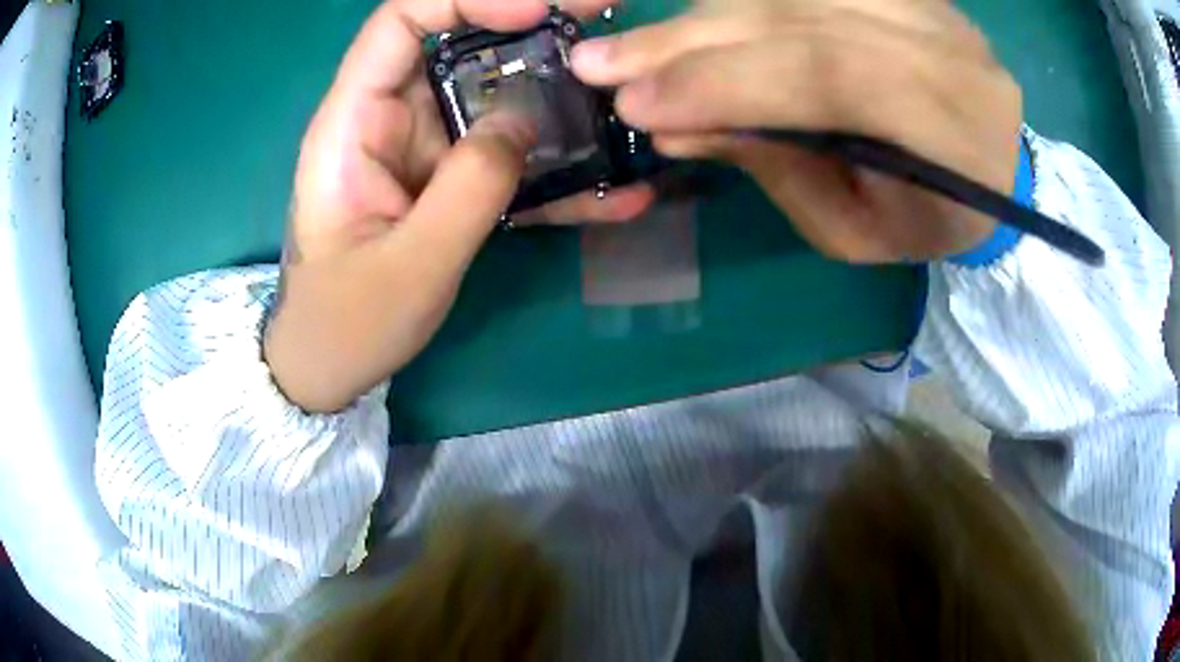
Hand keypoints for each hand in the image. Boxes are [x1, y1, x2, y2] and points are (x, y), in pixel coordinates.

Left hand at [265, 0, 653, 412]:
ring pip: (494, 99)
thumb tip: (525, 122)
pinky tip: (614, 194)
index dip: (468, 0)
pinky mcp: (446, 180)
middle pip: (460, 45)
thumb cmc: (347, 323)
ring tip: (623, 111)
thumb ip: (470, 187)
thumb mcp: (411, 263)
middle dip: (533, 34)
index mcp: (354, 122)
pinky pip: (503, 157)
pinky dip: (554, 171)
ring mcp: (423, 149)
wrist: (329, 366)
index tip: (540, 12)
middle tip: (603, 37)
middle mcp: (389, 119)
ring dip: (557, 102)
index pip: (402, 22)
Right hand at [572, 0, 1021, 262]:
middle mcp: (948, 48)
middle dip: (692, 40)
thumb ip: (779, 169)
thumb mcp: (858, 230)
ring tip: (636, 45)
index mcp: (956, 130)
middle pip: (804, 17)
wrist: (993, 169)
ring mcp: (928, 5)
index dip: (729, 80)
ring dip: (705, 15)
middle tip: (600, 62)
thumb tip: (675, 123)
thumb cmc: (930, 222)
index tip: (636, 105)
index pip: (833, 76)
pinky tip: (698, 19)